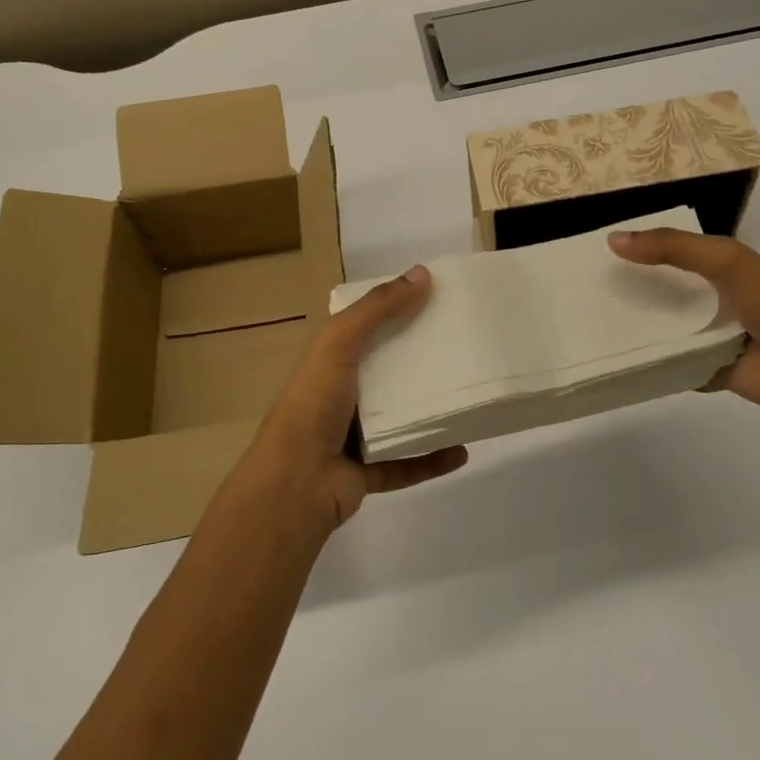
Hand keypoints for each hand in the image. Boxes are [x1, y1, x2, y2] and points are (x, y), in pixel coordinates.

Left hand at [237, 265, 467, 529]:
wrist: (293, 485)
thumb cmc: (313, 405)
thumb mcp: (339, 343)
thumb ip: (378, 309)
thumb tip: (422, 274)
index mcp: (329, 361)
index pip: (364, 328)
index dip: (394, 311)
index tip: (435, 299)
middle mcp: (340, 395)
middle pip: (387, 371)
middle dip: (420, 359)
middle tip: (462, 344)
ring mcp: (353, 436)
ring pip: (399, 418)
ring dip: (429, 409)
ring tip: (467, 395)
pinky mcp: (367, 472)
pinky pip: (407, 463)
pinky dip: (432, 459)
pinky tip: (462, 450)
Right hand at [608, 228, 759, 412]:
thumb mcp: (725, 259)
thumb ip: (673, 248)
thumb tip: (613, 240)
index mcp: (723, 270)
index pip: (675, 254)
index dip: (643, 250)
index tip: (601, 251)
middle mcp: (714, 302)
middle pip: (665, 294)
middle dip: (634, 291)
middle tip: (587, 290)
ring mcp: (711, 338)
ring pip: (665, 331)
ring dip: (638, 328)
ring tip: (591, 323)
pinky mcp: (706, 370)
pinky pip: (671, 365)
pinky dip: (650, 363)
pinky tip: (615, 358)